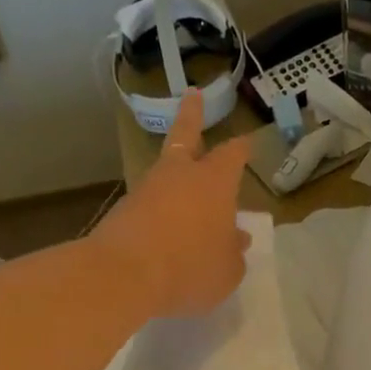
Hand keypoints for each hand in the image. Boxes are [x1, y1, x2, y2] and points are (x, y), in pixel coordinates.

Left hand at [94, 89, 255, 317]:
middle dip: (192, 114)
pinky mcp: (123, 211)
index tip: (247, 140)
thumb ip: (234, 252)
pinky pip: (149, 205)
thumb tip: (236, 240)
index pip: (232, 155)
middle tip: (193, 95)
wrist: (125, 275)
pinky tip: (164, 231)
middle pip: (185, 135)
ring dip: (174, 174)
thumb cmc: (191, 267)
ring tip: (185, 192)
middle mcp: (180, 175)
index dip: (241, 148)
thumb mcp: (227, 269)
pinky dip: (159, 211)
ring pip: (165, 172)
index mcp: (215, 181)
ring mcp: (147, 189)